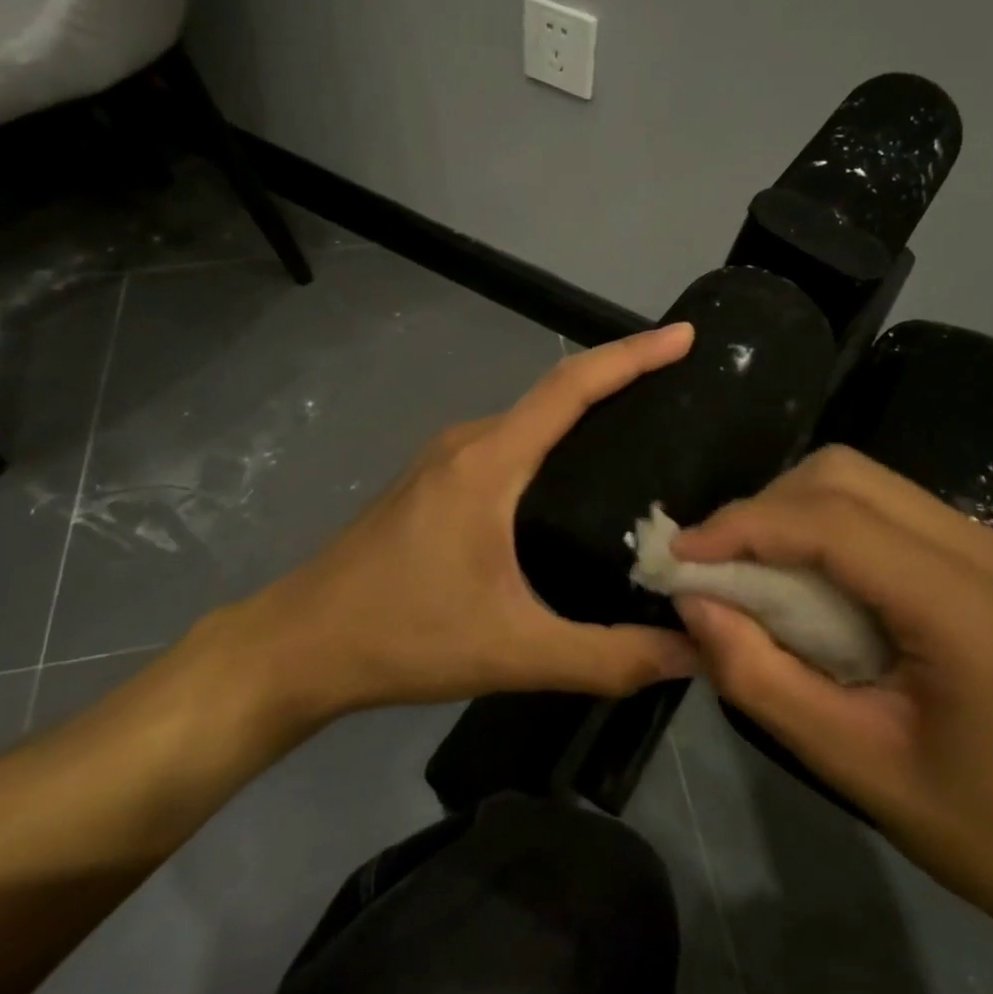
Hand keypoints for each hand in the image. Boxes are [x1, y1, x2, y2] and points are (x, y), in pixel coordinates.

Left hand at [187, 324, 700, 738]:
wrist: (298, 645)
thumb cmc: (401, 637)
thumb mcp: (515, 652)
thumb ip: (608, 657)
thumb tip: (694, 653)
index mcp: (489, 462)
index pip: (571, 387)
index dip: (632, 355)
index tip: (684, 337)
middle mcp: (468, 443)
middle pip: (554, 395)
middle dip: (620, 383)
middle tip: (684, 399)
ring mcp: (445, 461)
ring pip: (529, 423)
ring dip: (584, 419)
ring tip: (647, 443)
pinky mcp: (434, 484)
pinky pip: (508, 448)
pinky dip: (552, 448)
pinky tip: (578, 489)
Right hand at [672, 446, 992, 936]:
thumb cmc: (972, 823)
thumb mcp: (847, 762)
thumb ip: (757, 675)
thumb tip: (690, 600)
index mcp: (968, 610)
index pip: (835, 522)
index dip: (746, 525)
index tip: (680, 552)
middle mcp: (990, 552)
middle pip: (846, 477)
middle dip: (764, 508)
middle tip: (715, 563)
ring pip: (862, 480)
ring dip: (791, 511)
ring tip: (750, 567)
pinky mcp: (987, 550)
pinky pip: (884, 504)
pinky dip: (824, 523)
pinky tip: (805, 571)